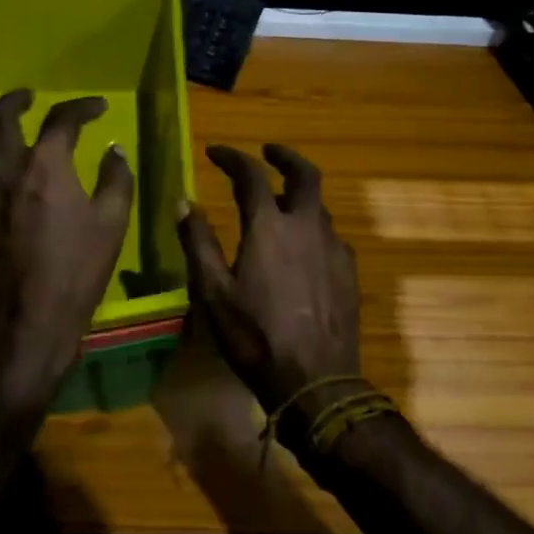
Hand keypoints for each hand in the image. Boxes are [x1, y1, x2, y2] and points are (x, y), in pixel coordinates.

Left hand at [0, 90, 133, 413]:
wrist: (24, 323)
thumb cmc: (74, 272)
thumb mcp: (111, 225)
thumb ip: (116, 180)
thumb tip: (114, 151)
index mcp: (47, 166)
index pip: (62, 120)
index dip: (82, 107)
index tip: (98, 108)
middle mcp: (7, 168)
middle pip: (2, 117)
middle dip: (17, 99)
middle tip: (30, 96)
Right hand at [176, 144, 361, 436]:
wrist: (316, 382)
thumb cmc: (255, 337)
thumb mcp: (213, 292)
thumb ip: (197, 242)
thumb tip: (183, 202)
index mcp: (269, 226)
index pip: (250, 175)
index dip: (232, 157)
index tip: (215, 152)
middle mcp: (306, 225)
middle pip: (304, 174)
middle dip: (285, 157)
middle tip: (268, 152)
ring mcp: (334, 247)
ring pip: (318, 206)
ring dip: (298, 197)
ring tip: (280, 206)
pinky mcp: (349, 270)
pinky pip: (330, 235)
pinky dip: (313, 228)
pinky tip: (303, 250)